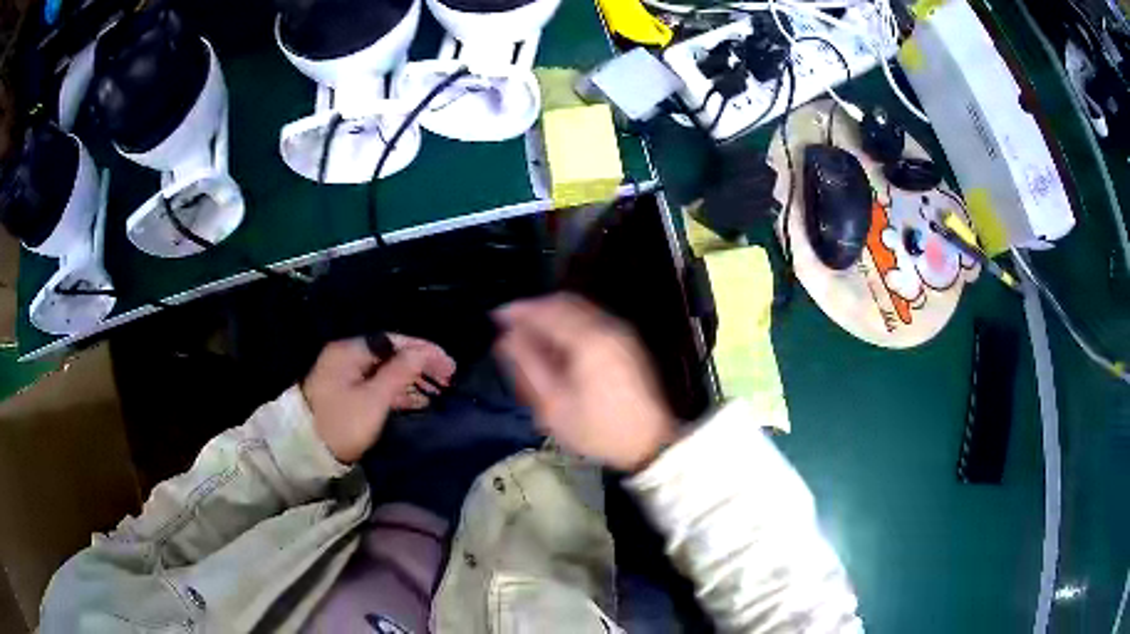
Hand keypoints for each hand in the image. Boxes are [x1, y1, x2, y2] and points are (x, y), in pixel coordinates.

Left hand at [302, 335, 455, 462]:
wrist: (307, 451)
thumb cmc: (342, 424)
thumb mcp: (373, 399)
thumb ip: (400, 372)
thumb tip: (423, 352)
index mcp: (350, 350)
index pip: (394, 341)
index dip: (424, 351)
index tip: (449, 365)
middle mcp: (347, 356)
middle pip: (391, 354)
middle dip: (420, 365)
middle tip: (448, 378)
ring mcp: (346, 375)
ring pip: (386, 370)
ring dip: (412, 379)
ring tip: (438, 391)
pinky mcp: (347, 393)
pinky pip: (378, 384)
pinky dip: (398, 391)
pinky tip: (418, 400)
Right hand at [493, 293, 676, 471]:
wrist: (648, 442)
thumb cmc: (596, 428)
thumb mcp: (553, 404)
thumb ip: (527, 365)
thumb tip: (506, 338)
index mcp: (588, 339)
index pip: (547, 310)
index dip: (518, 310)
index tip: (495, 317)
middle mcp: (607, 326)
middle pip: (564, 303)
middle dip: (535, 310)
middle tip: (510, 327)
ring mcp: (620, 332)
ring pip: (579, 310)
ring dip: (552, 316)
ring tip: (529, 337)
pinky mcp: (626, 342)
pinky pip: (591, 320)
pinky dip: (569, 324)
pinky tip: (556, 345)